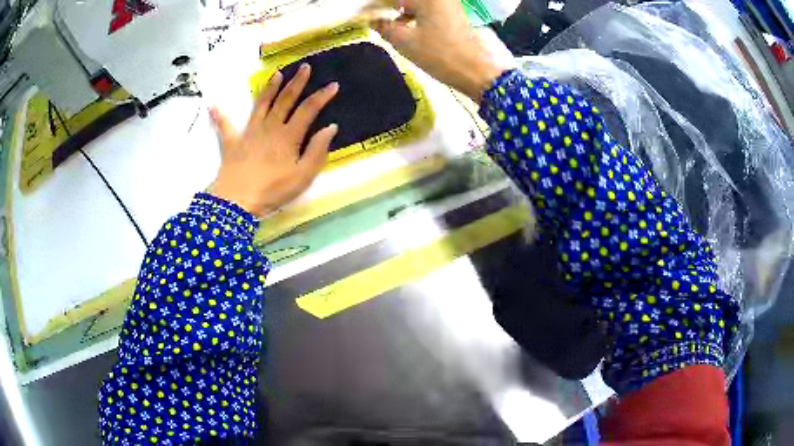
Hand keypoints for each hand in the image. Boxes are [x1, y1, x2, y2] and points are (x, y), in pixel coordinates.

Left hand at [208, 64, 338, 216]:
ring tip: (276, 74)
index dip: (322, 96)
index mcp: (288, 136)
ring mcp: (249, 133)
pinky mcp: (232, 143)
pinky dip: (219, 116)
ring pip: (261, 105)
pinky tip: (212, 106)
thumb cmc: (272, 191)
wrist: (237, 202)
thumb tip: (330, 127)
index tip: (333, 85)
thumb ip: (317, 150)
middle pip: (285, 100)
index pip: (308, 109)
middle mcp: (270, 128)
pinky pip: (225, 127)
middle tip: (304, 67)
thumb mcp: (303, 176)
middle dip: (296, 82)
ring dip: (269, 89)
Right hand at [372, 0, 507, 99]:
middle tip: (374, 19)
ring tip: (387, 23)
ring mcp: (447, 3)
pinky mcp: (452, 12)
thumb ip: (383, 26)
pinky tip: (404, 25)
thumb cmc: (439, 54)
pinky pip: (426, 7)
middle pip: (406, 0)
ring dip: (400, 10)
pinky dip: (413, 13)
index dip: (376, 6)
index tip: (363, 15)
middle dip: (388, 7)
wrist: (474, 71)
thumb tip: (372, 20)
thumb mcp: (404, 41)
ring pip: (416, 3)